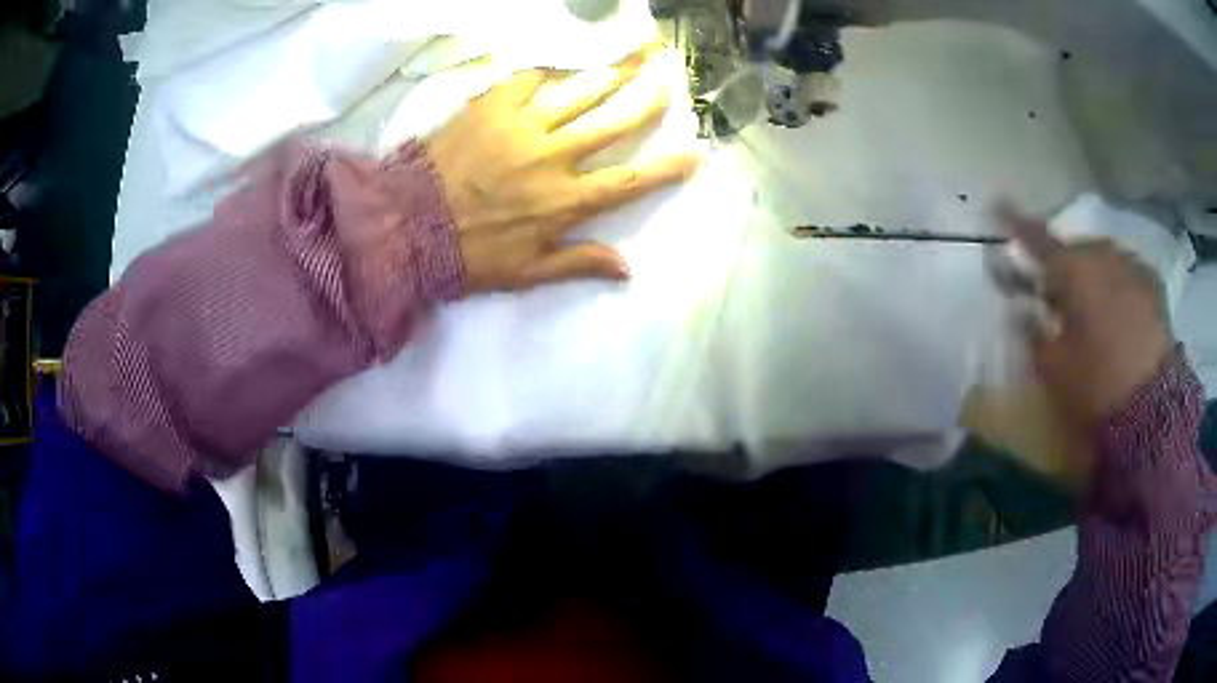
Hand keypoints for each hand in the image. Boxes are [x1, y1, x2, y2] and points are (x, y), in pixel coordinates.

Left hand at [426, 49, 700, 292]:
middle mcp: (554, 157)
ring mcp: (523, 126)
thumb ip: (578, 263)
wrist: (408, 226)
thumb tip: (627, 270)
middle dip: (647, 102)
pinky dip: (547, 69)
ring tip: (633, 57)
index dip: (667, 168)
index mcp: (565, 201)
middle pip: (613, 124)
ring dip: (611, 74)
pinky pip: (527, 79)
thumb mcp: (526, 272)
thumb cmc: (469, 255)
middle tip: (668, 82)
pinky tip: (562, 61)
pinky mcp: (491, 107)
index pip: (629, 182)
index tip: (697, 154)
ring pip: (579, 93)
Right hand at [1002, 209, 1173, 429]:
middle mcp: (1102, 255)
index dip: (1017, 223)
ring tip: (1093, 304)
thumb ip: (1033, 333)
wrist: (1151, 405)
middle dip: (1065, 265)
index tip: (1000, 205)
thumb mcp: (1053, 368)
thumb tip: (1022, 310)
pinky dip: (1118, 283)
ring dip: (1093, 274)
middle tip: (1059, 294)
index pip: (1036, 238)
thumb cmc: (1096, 383)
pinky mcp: (1152, 285)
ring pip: (1103, 259)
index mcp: (1072, 269)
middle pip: (1075, 250)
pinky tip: (1121, 307)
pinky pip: (1128, 273)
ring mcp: (1131, 265)